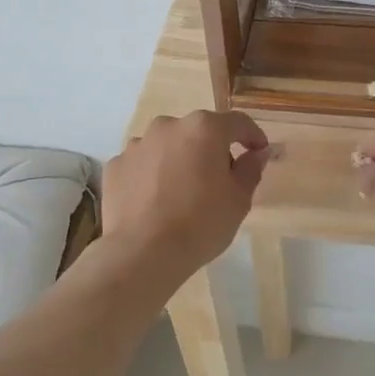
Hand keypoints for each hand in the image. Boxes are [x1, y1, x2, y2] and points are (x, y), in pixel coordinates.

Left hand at [102, 111, 271, 280]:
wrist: (143, 253)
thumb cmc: (201, 223)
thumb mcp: (239, 199)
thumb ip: (251, 168)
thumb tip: (257, 153)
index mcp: (204, 129)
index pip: (237, 122)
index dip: (252, 135)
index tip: (259, 151)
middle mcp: (168, 126)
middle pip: (198, 132)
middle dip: (212, 149)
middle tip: (219, 180)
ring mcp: (137, 144)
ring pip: (167, 146)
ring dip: (178, 160)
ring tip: (182, 192)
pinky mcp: (115, 166)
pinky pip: (142, 164)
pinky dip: (151, 175)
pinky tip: (155, 201)